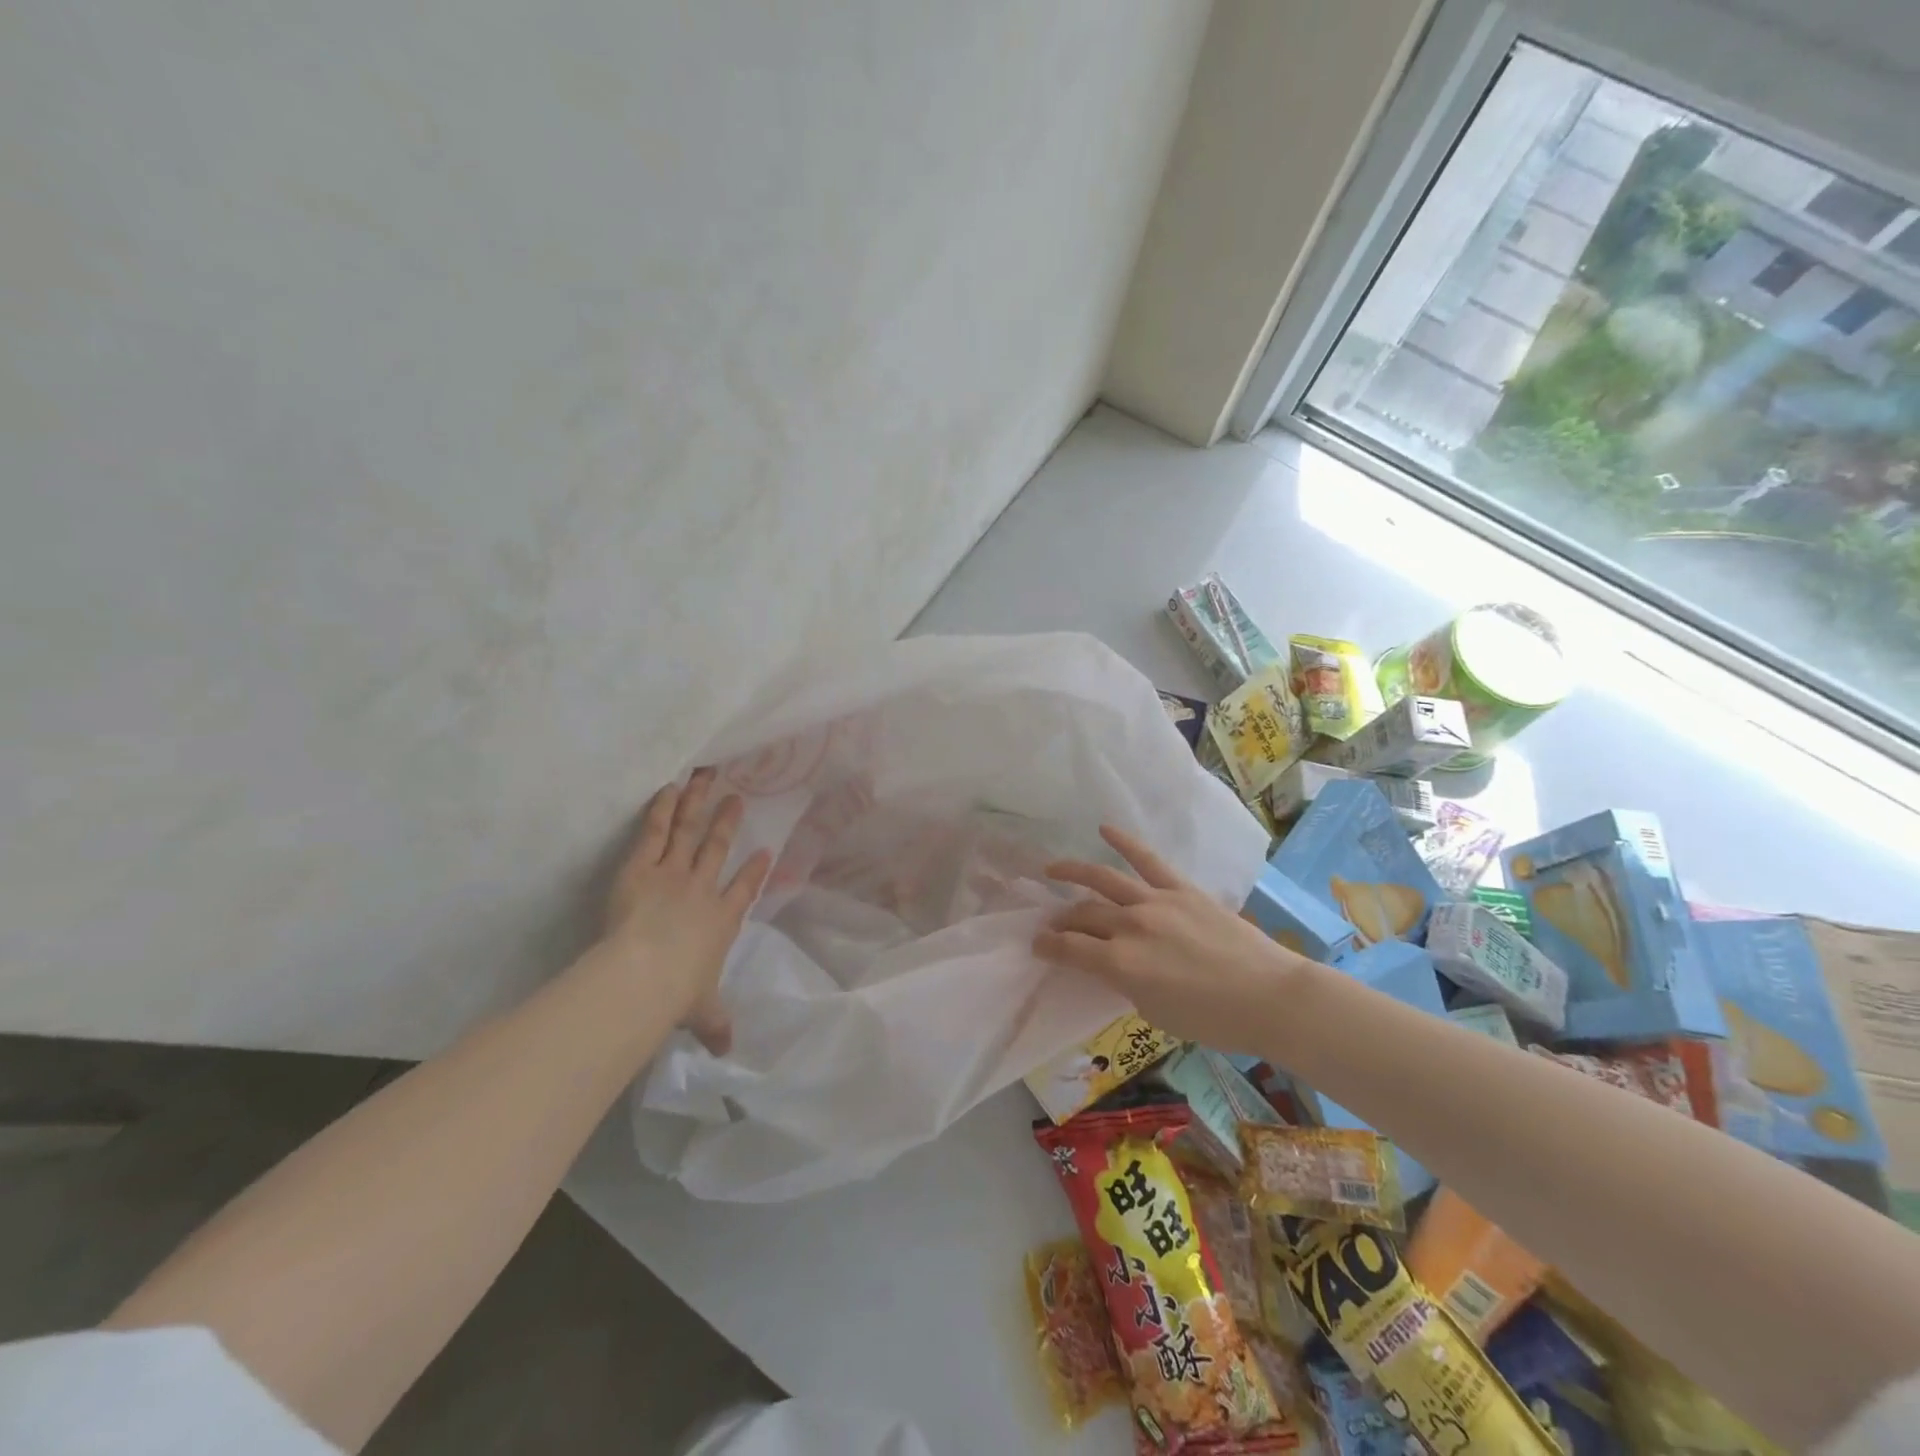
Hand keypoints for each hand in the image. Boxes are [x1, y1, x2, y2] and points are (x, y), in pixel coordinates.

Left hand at [603, 768, 772, 1055]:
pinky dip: (664, 808)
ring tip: (707, 776)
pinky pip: (656, 830)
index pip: (744, 890)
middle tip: (737, 797)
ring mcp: (675, 872)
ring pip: (691, 830)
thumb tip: (729, 1053)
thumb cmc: (678, 994)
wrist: (645, 974)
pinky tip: (670, 787)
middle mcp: (703, 889)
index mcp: (722, 920)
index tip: (764, 853)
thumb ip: (716, 1026)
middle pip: (718, 848)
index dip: (755, 871)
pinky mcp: (644, 865)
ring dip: (700, 802)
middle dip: (728, 822)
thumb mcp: (702, 1012)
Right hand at [1034, 825, 1307, 1055]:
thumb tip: (1112, 963)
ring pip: (1104, 879)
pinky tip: (1104, 830)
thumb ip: (1125, 982)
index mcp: (1120, 963)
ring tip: (1053, 869)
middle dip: (1061, 920)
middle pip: (1083, 915)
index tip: (1037, 945)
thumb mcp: (1154, 1011)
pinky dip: (1125, 842)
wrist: (1268, 998)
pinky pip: (1147, 860)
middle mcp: (1130, 926)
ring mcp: (1156, 901)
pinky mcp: (1181, 889)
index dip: (1047, 946)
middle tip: (1051, 923)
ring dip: (1073, 872)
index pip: (1069, 948)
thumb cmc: (1212, 1020)